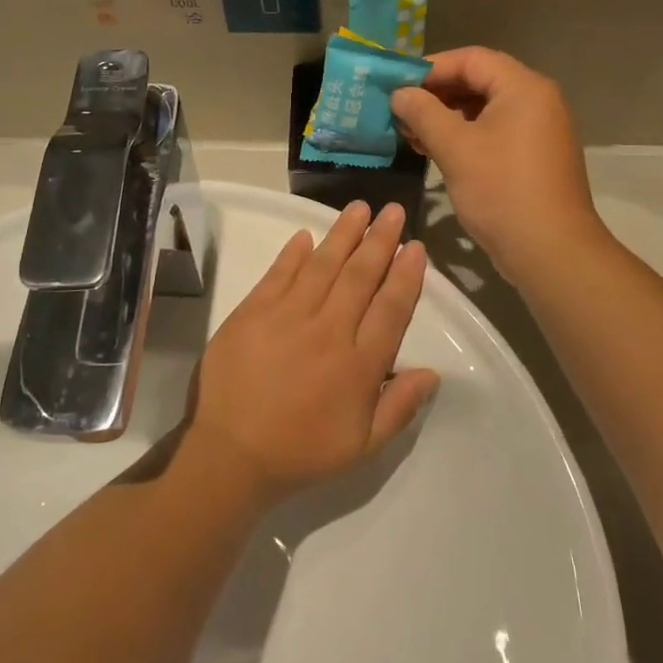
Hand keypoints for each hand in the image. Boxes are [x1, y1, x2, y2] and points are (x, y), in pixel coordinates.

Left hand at [189, 202, 437, 503]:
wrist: (230, 455)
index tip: (416, 248)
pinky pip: (278, 274)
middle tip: (394, 211)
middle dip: (380, 240)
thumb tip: (432, 372)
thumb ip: (399, 408)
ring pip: (323, 266)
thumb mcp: (362, 447)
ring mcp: (287, 317)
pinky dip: (293, 253)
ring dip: (343, 234)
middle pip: (360, 276)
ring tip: (360, 208)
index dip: (406, 276)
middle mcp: (328, 331)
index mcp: (359, 365)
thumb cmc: (300, 452)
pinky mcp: (252, 312)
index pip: (391, 309)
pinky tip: (305, 235)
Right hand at [391, 49, 603, 284]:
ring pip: (486, 109)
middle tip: (400, 110)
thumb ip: (423, 113)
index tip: (396, 84)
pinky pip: (496, 131)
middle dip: (437, 93)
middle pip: (480, 80)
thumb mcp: (455, 148)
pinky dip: (465, 135)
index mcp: (523, 87)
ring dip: (447, 116)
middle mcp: (537, 100)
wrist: (550, 251)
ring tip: (412, 133)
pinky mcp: (535, 156)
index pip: (471, 58)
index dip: (430, 67)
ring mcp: (539, 129)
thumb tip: (400, 93)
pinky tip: (436, 151)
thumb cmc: (501, 191)